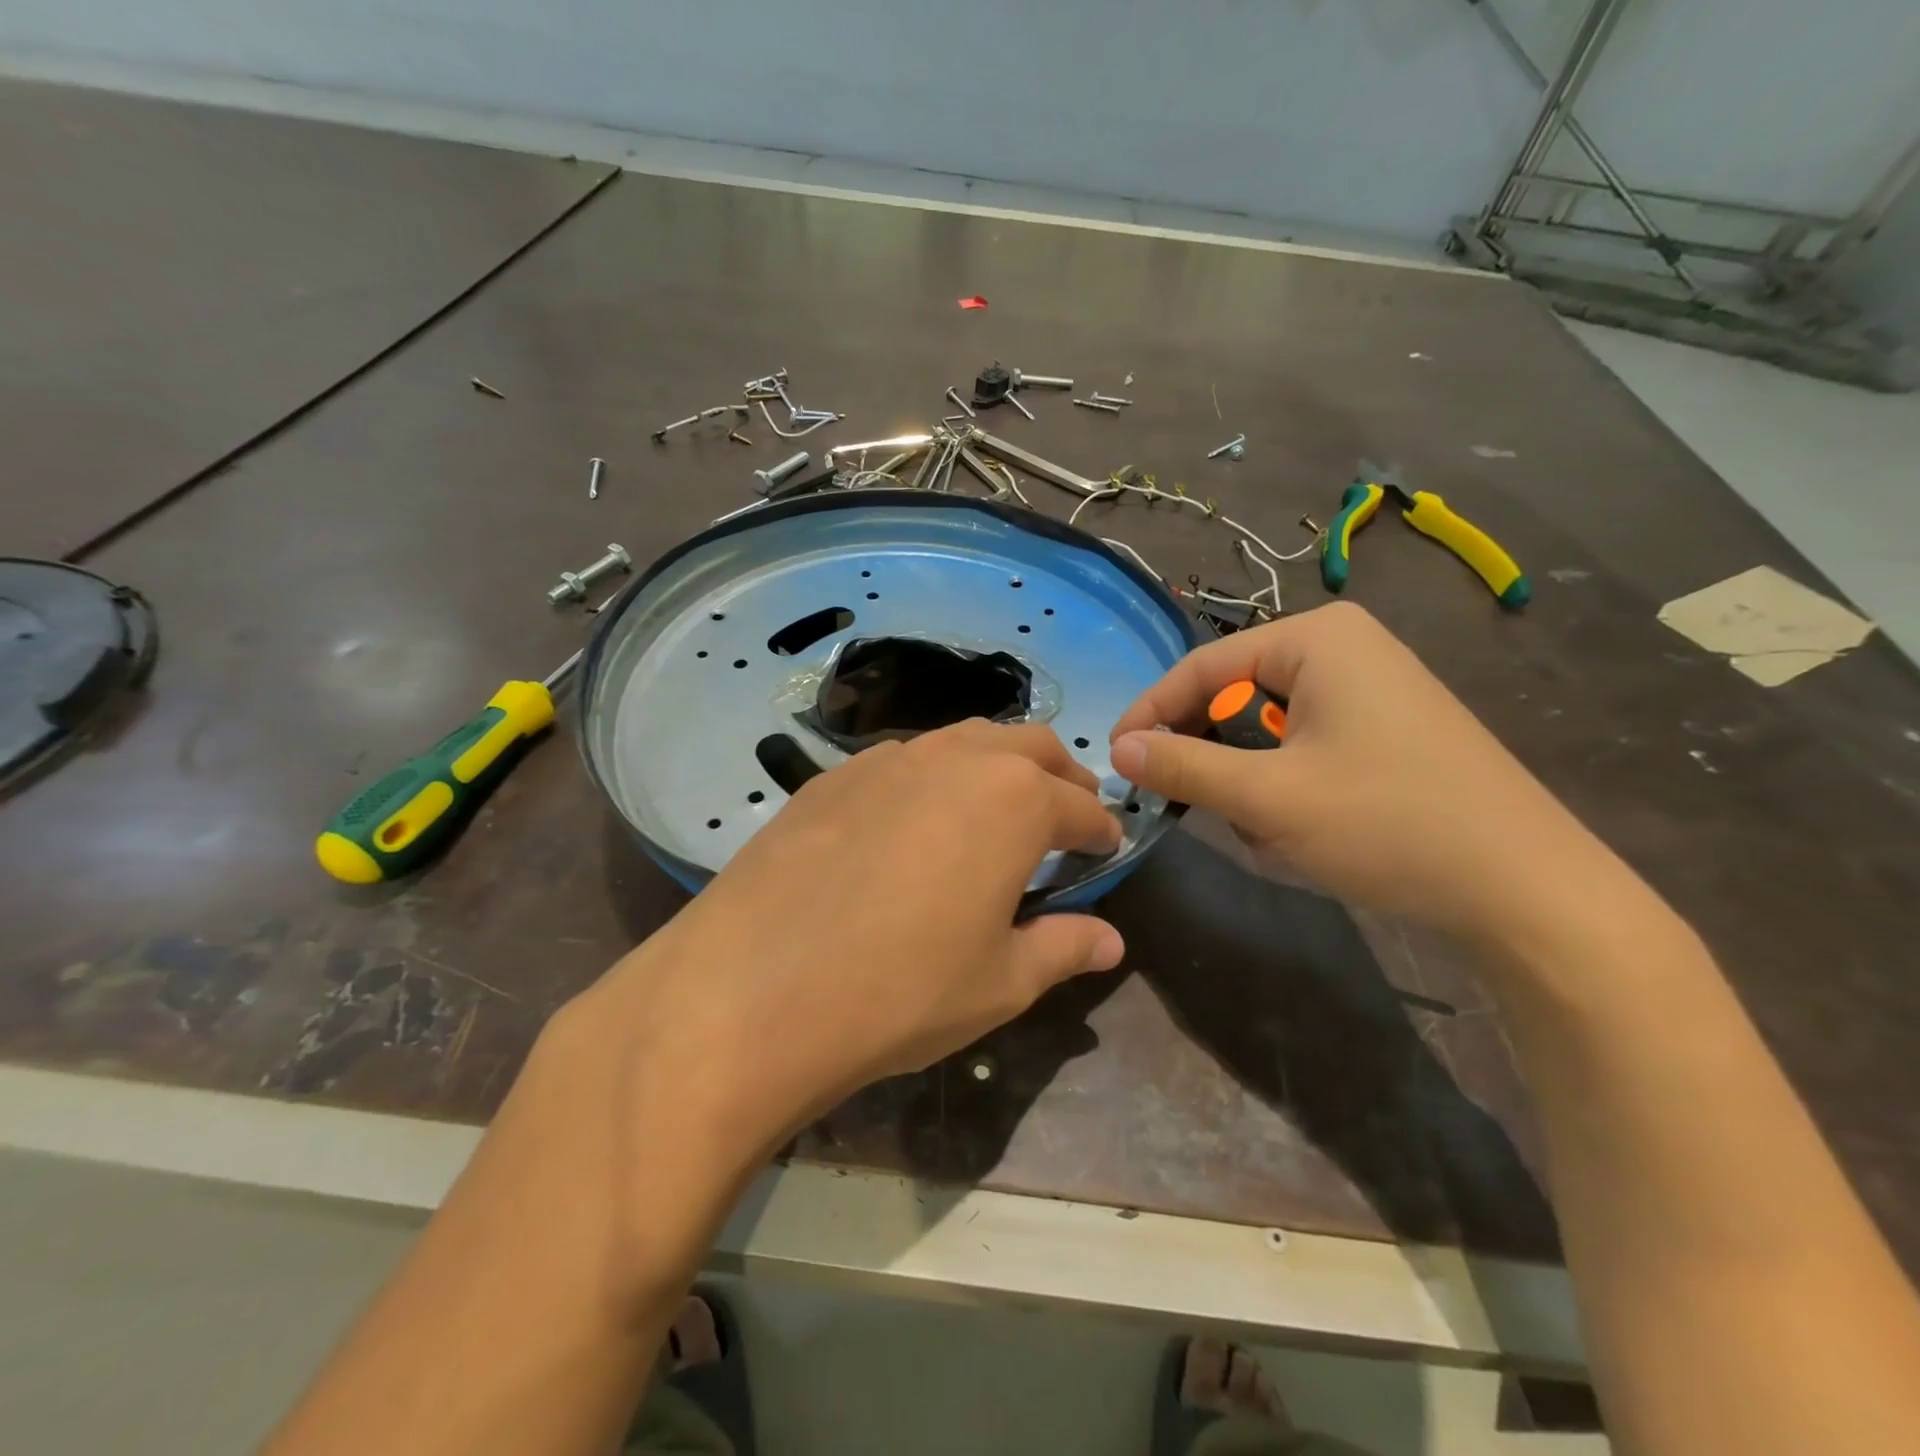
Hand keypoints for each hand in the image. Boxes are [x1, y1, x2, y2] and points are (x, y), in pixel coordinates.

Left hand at [576, 720, 1124, 1157]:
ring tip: (995, 811)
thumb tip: (1111, 941)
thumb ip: (1064, 949)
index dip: (1101, 830)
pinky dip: (934, 777)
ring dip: (995, 767)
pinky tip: (915, 822)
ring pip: (964, 741)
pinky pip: (904, 760)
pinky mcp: (833, 775)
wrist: (753, 990)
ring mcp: (887, 758)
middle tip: (1066, 815)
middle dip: (1059, 777)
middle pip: (1028, 747)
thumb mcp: (1001, 982)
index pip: (1079, 806)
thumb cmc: (901, 991)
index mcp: (1014, 800)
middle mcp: (956, 759)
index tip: (1107, 848)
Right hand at [1108, 603, 1620, 948]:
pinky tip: (1306, 832)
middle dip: (1215, 759)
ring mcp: (1372, 688)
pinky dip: (1288, 789)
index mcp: (1315, 639)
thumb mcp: (1268, 797)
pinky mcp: (1388, 729)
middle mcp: (1344, 648)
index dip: (1151, 713)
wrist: (1527, 891)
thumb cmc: (1388, 823)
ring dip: (1252, 784)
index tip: (1115, 760)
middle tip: (1190, 807)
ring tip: (1269, 833)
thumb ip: (1184, 766)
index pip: (1202, 667)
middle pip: (1237, 696)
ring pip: (1269, 730)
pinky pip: (1306, 747)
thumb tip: (1119, 749)